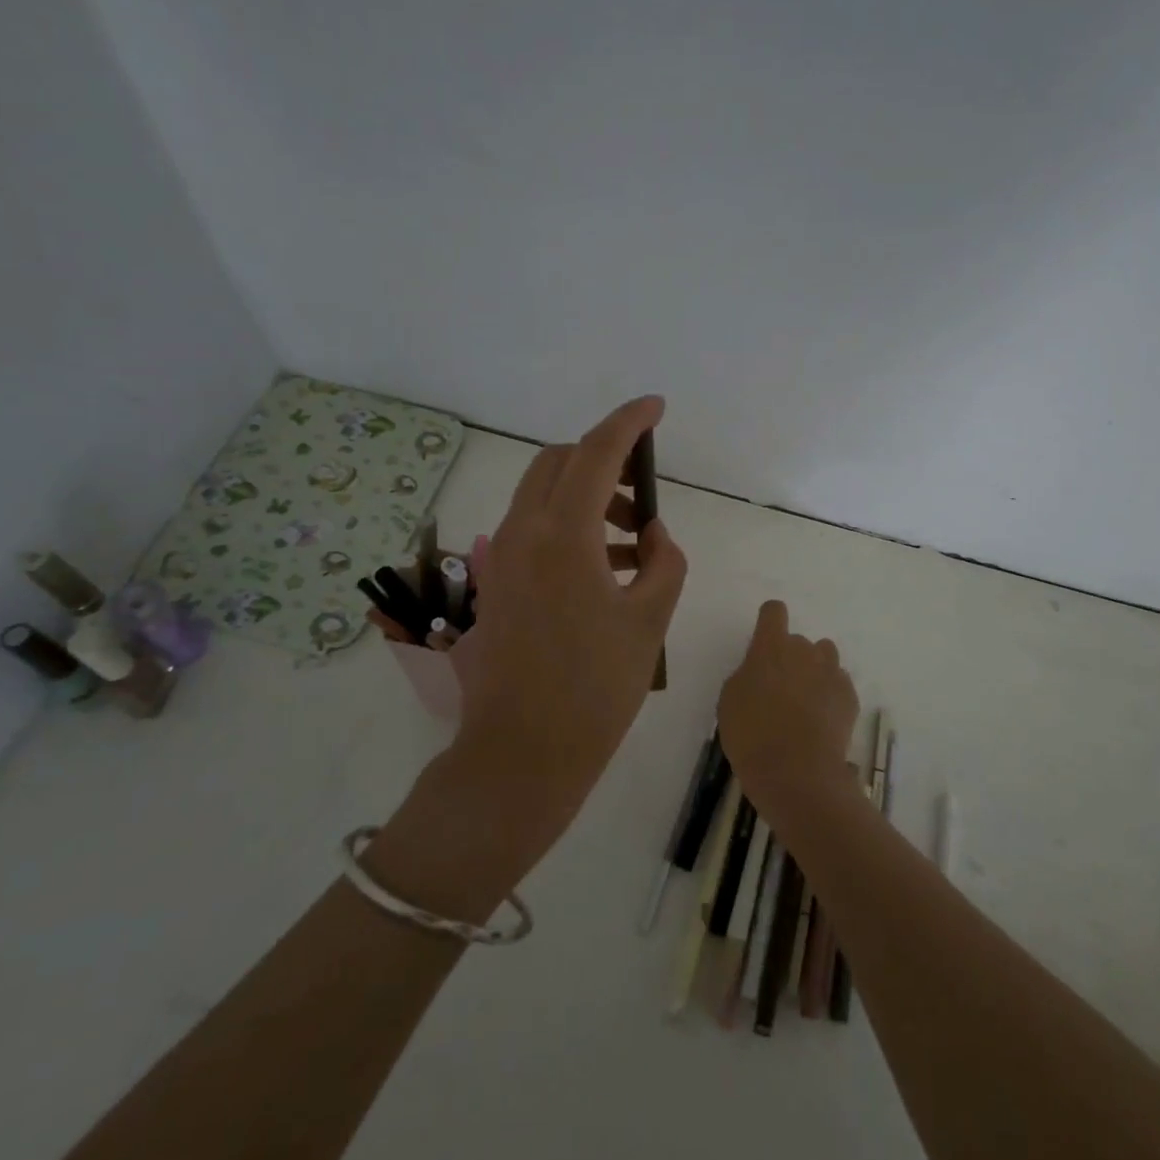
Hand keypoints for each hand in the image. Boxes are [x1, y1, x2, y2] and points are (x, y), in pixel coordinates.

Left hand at [448, 396, 687, 855]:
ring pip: (544, 495)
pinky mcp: (496, 582)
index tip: (655, 407)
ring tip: (637, 542)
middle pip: (559, 463)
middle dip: (605, 461)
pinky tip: (608, 569)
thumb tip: (653, 534)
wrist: (523, 752)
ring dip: (589, 498)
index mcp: (562, 535)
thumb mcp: (650, 619)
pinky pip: (534, 530)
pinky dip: (571, 528)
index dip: (628, 422)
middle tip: (645, 493)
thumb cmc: (596, 688)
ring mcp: (501, 557)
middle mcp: (522, 533)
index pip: (596, 452)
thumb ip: (663, 562)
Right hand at [718, 600, 859, 818]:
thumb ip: (747, 674)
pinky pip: (838, 683)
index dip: (768, 622)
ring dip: (814, 669)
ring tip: (804, 700)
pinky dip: (830, 694)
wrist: (796, 773)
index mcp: (770, 647)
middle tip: (779, 689)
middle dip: (789, 657)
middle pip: (798, 640)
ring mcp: (831, 672)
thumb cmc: (751, 735)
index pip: (773, 611)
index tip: (763, 640)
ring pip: (825, 655)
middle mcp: (804, 651)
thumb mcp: (730, 700)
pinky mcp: (849, 696)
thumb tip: (761, 671)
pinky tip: (820, 719)